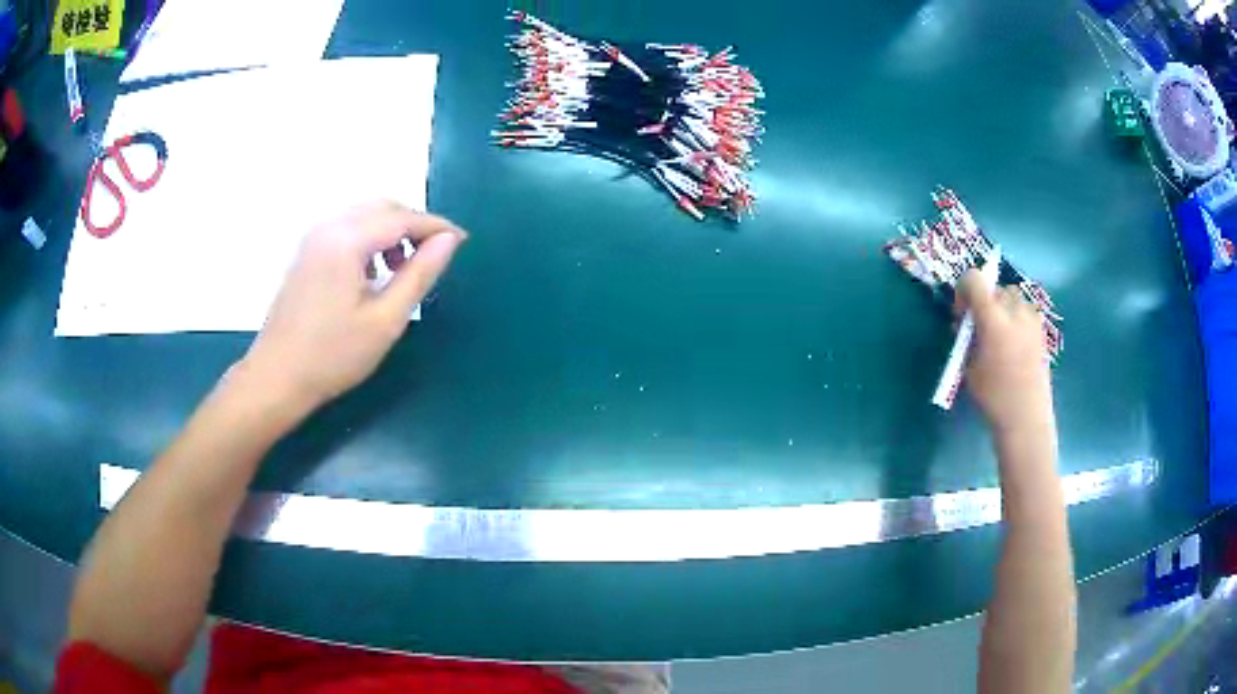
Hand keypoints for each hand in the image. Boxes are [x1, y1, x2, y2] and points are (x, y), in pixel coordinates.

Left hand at [241, 202, 466, 412]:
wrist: (277, 376)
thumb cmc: (333, 355)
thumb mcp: (386, 320)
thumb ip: (420, 274)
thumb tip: (449, 241)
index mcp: (347, 240)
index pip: (402, 218)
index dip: (436, 227)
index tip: (462, 242)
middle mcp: (329, 226)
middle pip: (382, 207)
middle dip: (413, 225)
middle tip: (434, 257)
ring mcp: (313, 237)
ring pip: (364, 215)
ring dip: (391, 231)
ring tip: (403, 269)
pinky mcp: (306, 251)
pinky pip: (346, 228)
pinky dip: (369, 239)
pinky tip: (372, 273)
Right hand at [955, 271, 1053, 436]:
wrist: (1025, 417)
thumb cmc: (993, 396)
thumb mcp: (969, 366)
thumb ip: (967, 338)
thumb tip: (965, 324)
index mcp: (992, 317)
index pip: (974, 279)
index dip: (964, 289)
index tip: (962, 313)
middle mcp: (1014, 310)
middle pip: (994, 287)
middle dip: (984, 301)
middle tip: (978, 327)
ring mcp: (1031, 318)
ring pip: (1012, 296)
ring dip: (1001, 307)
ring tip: (998, 333)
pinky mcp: (1041, 329)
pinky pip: (1024, 310)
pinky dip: (1015, 317)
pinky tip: (1013, 342)